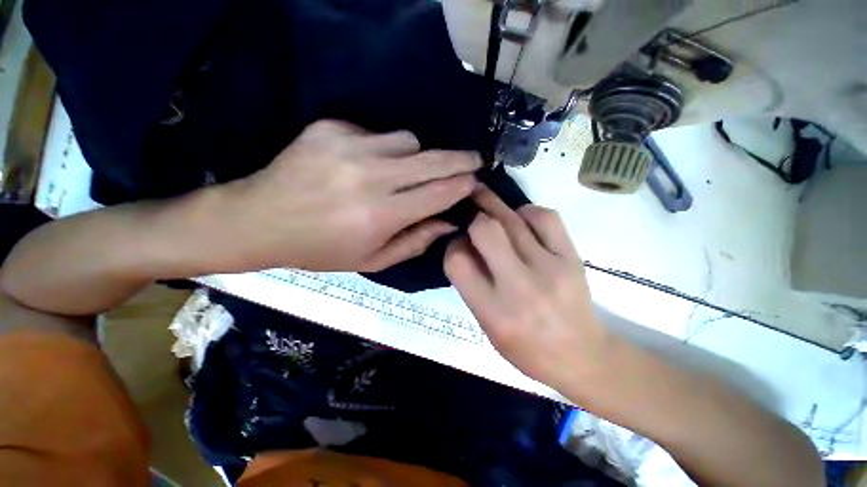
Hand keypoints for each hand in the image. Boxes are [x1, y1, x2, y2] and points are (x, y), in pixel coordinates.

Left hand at [227, 120, 479, 271]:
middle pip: (432, 161)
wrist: (260, 220)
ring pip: (408, 140)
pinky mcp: (329, 128)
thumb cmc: (321, 249)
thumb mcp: (371, 260)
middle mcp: (370, 178)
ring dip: (414, 156)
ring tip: (401, 171)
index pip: (438, 194)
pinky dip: (381, 146)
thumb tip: (448, 223)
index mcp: (380, 216)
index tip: (478, 179)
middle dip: (460, 160)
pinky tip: (364, 162)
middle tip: (476, 159)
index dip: (463, 185)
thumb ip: (414, 242)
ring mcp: (349, 147)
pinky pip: (376, 131)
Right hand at [444, 186, 610, 391]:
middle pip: (486, 230)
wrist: (582, 356)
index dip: (452, 247)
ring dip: (494, 206)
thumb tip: (463, 244)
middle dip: (472, 217)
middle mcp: (520, 287)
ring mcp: (550, 268)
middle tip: (469, 212)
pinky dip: (527, 212)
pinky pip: (545, 218)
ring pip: (513, 218)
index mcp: (493, 311)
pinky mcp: (572, 258)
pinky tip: (521, 219)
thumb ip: (472, 285)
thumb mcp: (487, 326)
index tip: (458, 245)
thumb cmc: (526, 347)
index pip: (457, 262)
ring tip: (486, 202)